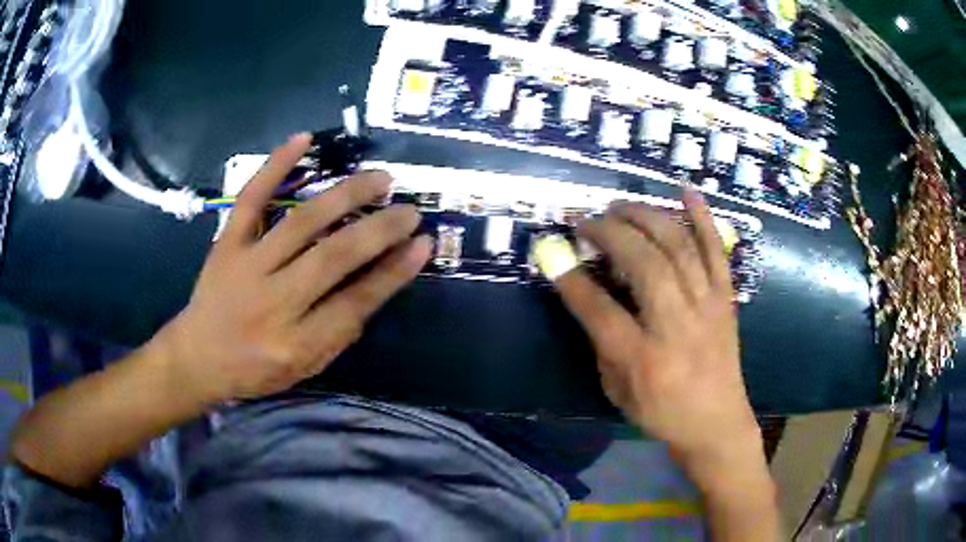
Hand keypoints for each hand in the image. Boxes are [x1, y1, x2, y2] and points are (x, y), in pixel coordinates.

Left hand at [150, 134, 430, 405]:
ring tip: (380, 179)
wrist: (197, 357)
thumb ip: (340, 330)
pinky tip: (302, 139)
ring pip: (302, 223)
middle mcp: (274, 303)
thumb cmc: (255, 369)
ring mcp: (247, 266)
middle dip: (379, 230)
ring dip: (345, 195)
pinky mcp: (227, 242)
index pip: (355, 302)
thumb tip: (379, 281)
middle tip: (409, 210)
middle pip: (333, 257)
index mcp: (296, 344)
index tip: (423, 244)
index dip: (393, 272)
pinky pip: (251, 199)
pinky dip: (275, 166)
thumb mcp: (305, 367)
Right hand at [554, 190, 762, 472]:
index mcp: (645, 360)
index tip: (552, 251)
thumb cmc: (661, 412)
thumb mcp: (616, 389)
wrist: (716, 422)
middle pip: (644, 265)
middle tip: (587, 220)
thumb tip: (588, 290)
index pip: (600, 310)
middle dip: (610, 233)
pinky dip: (703, 217)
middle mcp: (678, 326)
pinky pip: (717, 250)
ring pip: (679, 248)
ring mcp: (707, 307)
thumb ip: (601, 340)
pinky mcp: (726, 298)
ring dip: (646, 217)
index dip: (571, 278)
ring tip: (620, 206)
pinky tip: (686, 191)